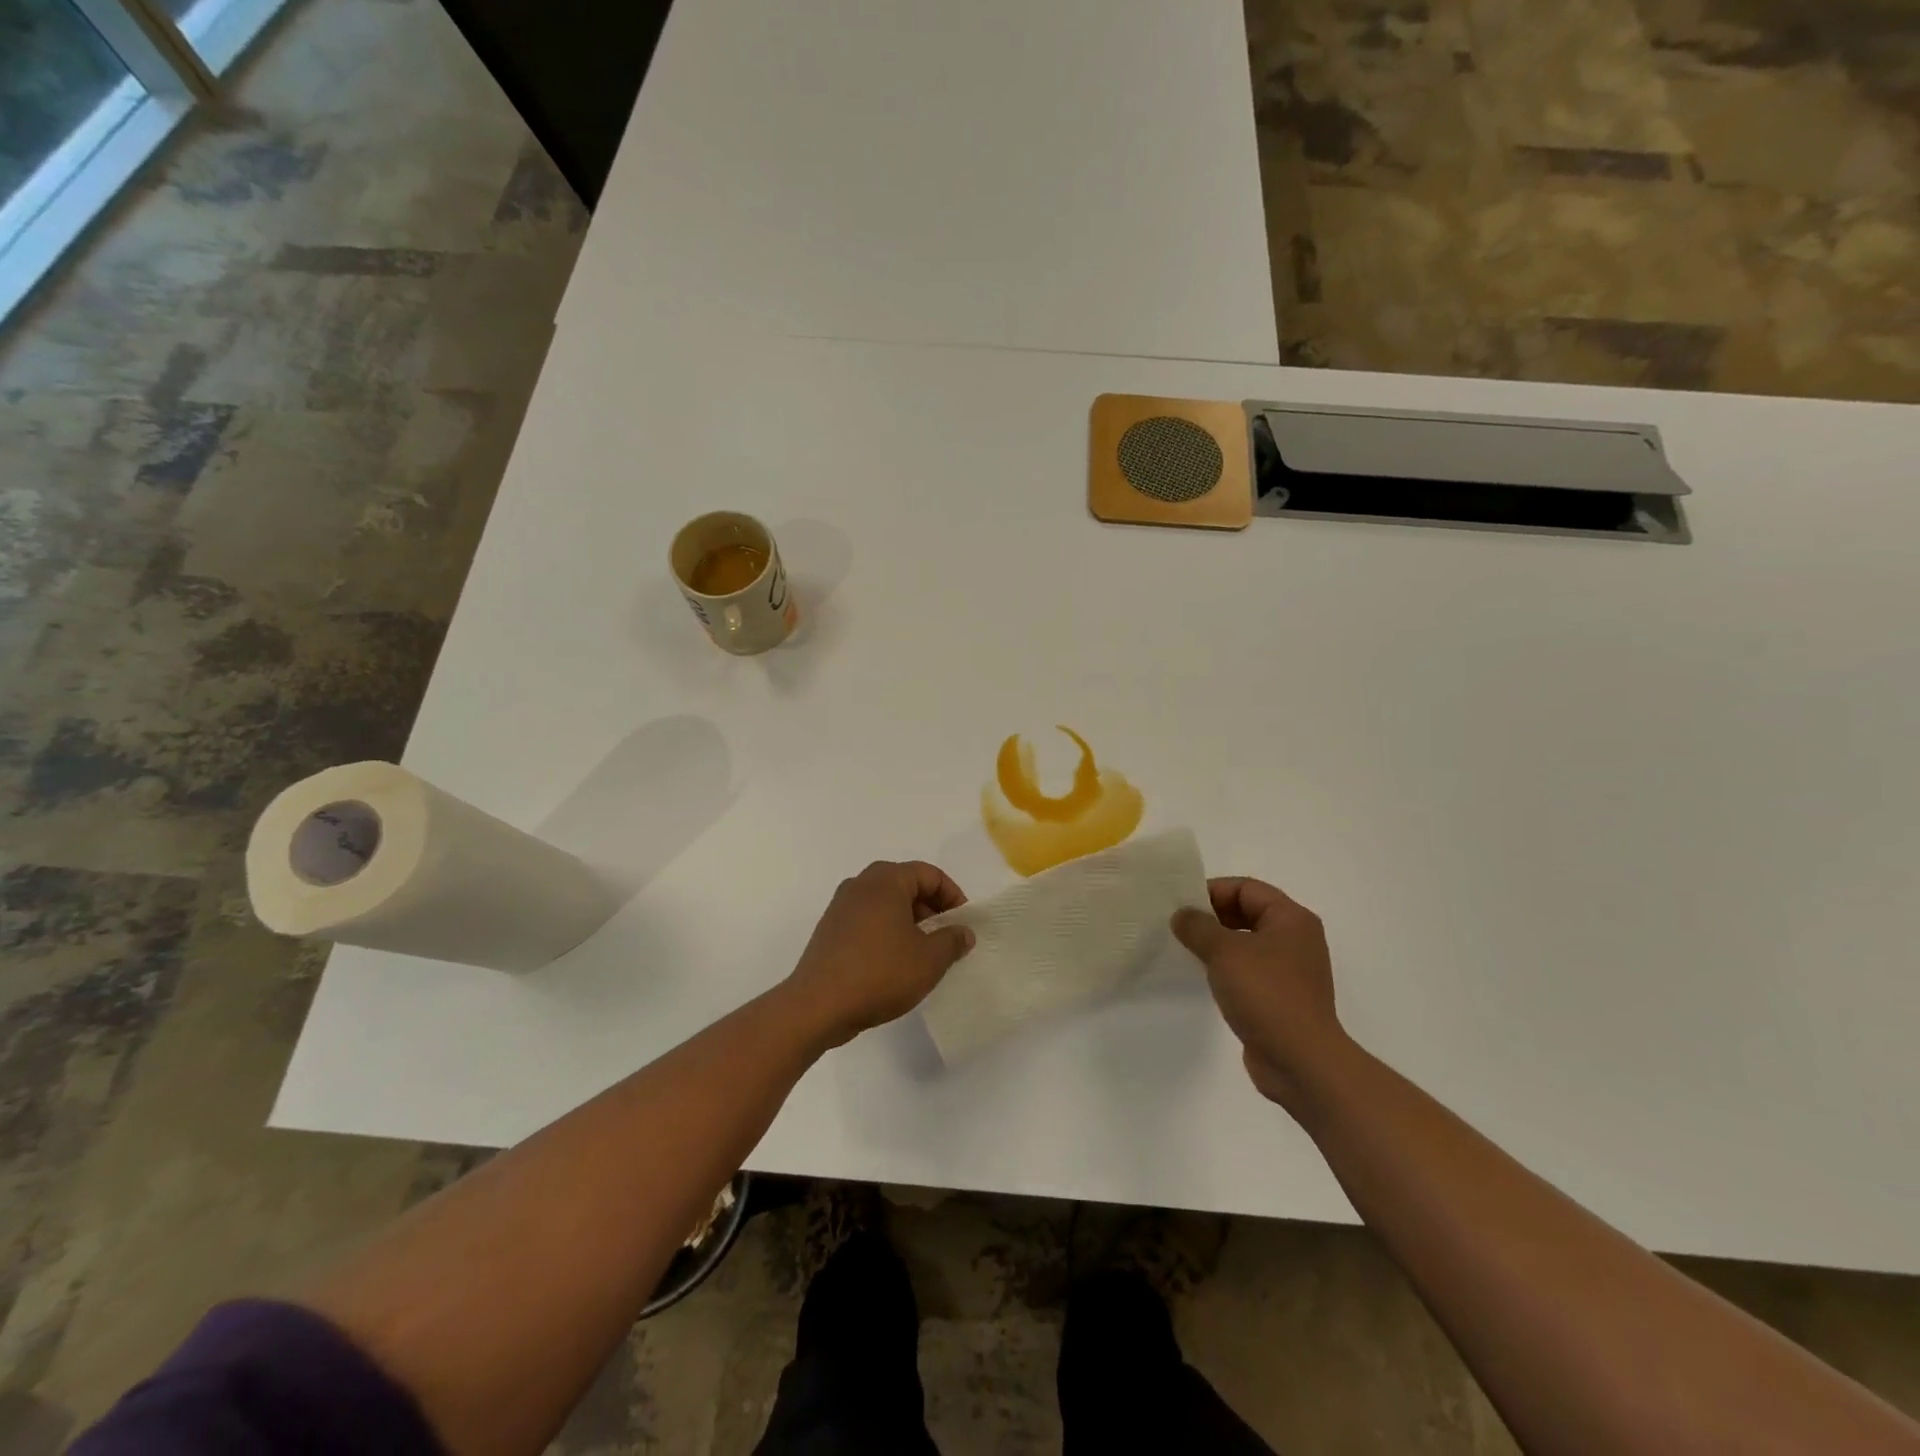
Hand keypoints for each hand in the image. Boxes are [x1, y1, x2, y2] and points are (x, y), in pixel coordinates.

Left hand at [786, 861, 975, 1048]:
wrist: (818, 1006)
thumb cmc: (880, 973)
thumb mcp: (929, 959)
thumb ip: (952, 940)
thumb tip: (962, 932)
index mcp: (886, 880)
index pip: (929, 874)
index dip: (952, 896)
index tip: (962, 924)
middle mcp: (861, 884)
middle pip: (906, 884)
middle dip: (930, 908)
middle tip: (945, 937)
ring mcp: (841, 906)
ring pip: (885, 903)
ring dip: (909, 921)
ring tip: (922, 953)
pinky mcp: (829, 929)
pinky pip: (867, 919)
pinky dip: (886, 931)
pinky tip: (894, 962)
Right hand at [1172, 877, 1347, 1110]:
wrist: (1301, 1061)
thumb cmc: (1266, 994)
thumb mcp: (1224, 952)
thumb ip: (1198, 927)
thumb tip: (1182, 915)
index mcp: (1291, 918)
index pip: (1246, 888)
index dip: (1212, 891)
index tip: (1181, 906)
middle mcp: (1296, 939)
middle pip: (1248, 912)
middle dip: (1212, 916)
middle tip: (1180, 926)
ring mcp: (1291, 970)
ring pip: (1247, 942)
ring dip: (1218, 943)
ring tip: (1187, 950)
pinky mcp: (1283, 996)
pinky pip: (1250, 969)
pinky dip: (1228, 967)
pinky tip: (1205, 977)